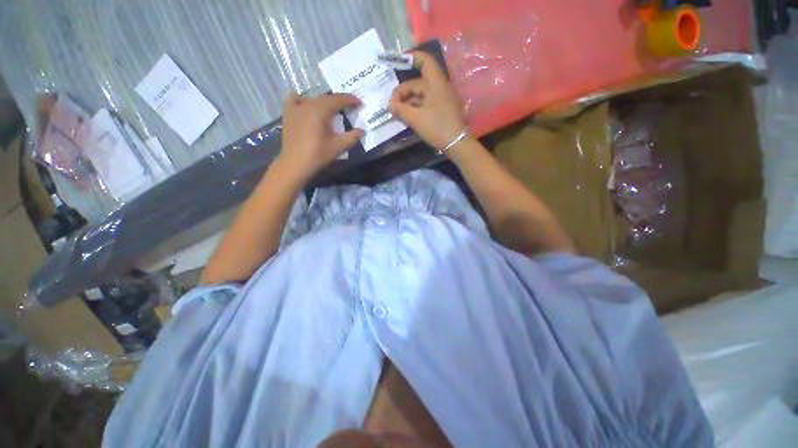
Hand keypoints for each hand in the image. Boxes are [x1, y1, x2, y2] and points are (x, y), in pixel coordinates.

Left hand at [277, 93, 363, 179]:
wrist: (296, 164)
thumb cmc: (318, 155)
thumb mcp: (339, 147)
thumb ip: (352, 137)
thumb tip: (362, 130)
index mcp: (320, 110)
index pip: (338, 100)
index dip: (350, 100)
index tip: (359, 102)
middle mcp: (307, 103)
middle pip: (326, 98)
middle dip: (339, 101)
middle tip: (349, 107)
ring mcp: (296, 107)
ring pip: (313, 99)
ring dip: (324, 103)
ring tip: (331, 111)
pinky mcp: (288, 113)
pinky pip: (295, 99)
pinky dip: (303, 100)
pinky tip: (307, 106)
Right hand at [388, 52, 466, 151]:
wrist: (456, 144)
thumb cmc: (437, 127)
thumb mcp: (416, 119)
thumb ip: (401, 110)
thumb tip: (389, 105)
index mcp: (436, 83)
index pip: (425, 61)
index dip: (411, 58)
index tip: (396, 64)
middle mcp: (439, 87)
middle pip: (418, 83)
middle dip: (403, 92)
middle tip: (392, 106)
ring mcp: (441, 99)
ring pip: (421, 95)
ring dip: (408, 102)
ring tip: (397, 113)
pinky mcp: (442, 109)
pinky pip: (426, 103)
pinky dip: (415, 108)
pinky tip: (407, 117)